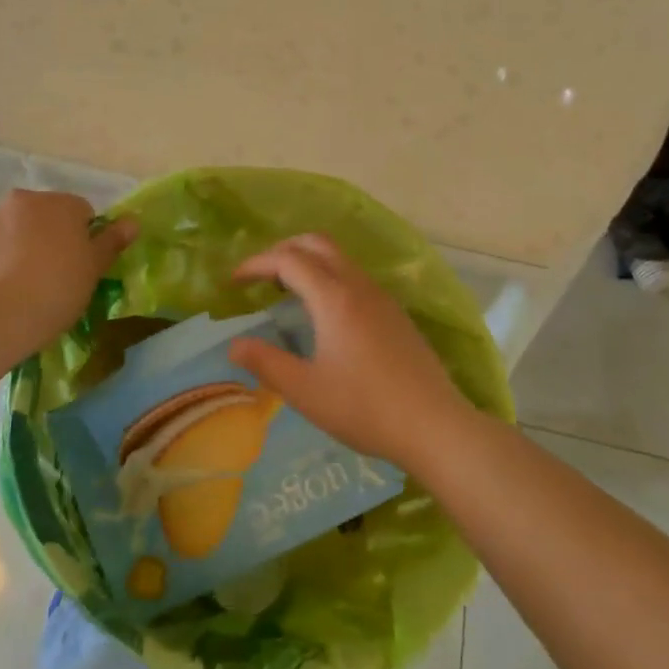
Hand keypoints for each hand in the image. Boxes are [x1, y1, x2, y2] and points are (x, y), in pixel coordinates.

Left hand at [0, 190, 136, 354]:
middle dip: (47, 237)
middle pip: (42, 216)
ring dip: (16, 245)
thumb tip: (132, 221)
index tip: (79, 268)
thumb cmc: (55, 291)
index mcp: (60, 204)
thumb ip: (112, 241)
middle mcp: (22, 199)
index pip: (81, 212)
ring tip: (16, 286)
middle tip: (50, 277)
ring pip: (10, 228)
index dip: (83, 239)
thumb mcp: (93, 270)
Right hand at [227, 234, 475, 472]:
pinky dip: (329, 276)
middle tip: (259, 276)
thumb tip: (234, 345)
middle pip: (317, 243)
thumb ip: (266, 363)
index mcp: (334, 298)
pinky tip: (324, 313)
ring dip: (308, 262)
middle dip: (283, 250)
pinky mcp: (395, 313)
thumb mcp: (305, 391)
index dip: (256, 263)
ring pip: (340, 258)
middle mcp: (359, 286)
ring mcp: (382, 298)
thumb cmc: (365, 408)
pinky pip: (355, 277)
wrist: (434, 425)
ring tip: (286, 291)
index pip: (288, 259)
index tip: (233, 281)